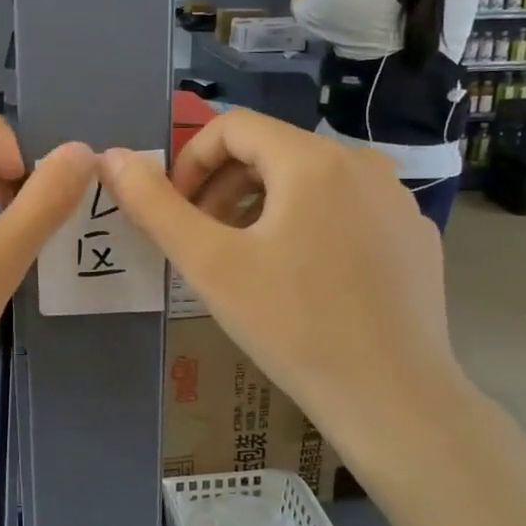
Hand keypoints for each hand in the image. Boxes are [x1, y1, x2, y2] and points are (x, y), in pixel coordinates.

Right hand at [99, 110, 464, 483]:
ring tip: (247, 261)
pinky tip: (302, 280)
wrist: (393, 398)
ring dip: (263, 207)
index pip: (234, 126)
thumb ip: (155, 205)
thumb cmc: (292, 324)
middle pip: (272, 152)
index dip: (191, 160)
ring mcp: (396, 200)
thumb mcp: (209, 263)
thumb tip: (111, 157)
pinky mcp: (414, 235)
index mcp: (312, 159)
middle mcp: (362, 163)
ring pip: (310, 181)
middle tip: (204, 241)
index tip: (176, 209)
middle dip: (224, 187)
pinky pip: (346, 209)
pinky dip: (309, 226)